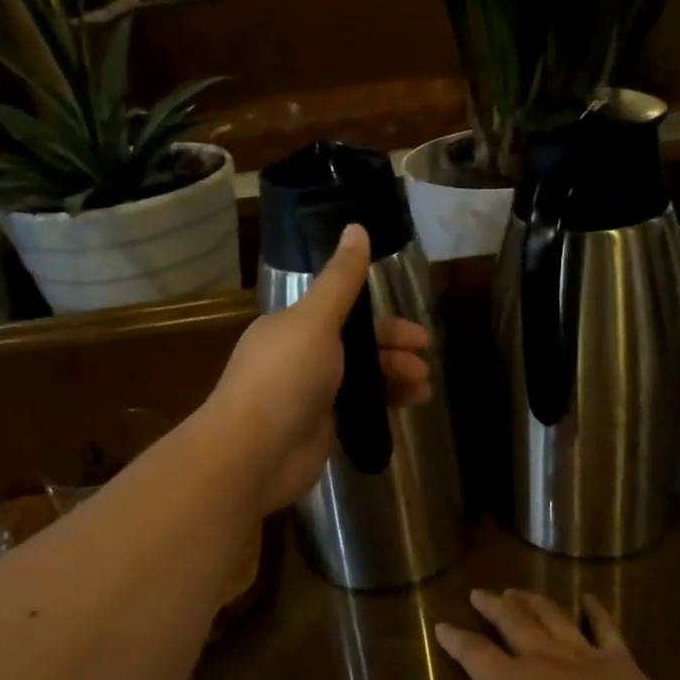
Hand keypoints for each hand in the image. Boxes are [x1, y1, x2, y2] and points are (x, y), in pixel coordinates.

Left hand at [206, 223, 432, 512]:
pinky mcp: (319, 431)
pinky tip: (406, 410)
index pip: (346, 315)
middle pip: (357, 349)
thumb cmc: (285, 377)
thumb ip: (341, 279)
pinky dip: (381, 407)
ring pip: (360, 381)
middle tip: (425, 365)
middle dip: (393, 354)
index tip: (418, 334)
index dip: (384, 322)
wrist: (254, 452)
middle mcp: (300, 358)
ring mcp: (309, 397)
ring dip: (393, 381)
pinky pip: (356, 411)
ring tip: (423, 391)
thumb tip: (356, 227)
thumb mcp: (316, 320)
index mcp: (294, 327)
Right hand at [415, 590, 679, 679]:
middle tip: (479, 592)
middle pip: (513, 622)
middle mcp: (544, 659)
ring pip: (552, 617)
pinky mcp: (621, 661)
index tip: (441, 625)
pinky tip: (588, 598)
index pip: (476, 654)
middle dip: (493, 606)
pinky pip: (604, 627)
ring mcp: (584, 656)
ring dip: (532, 601)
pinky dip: (594, 610)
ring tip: (517, 589)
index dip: (456, 640)